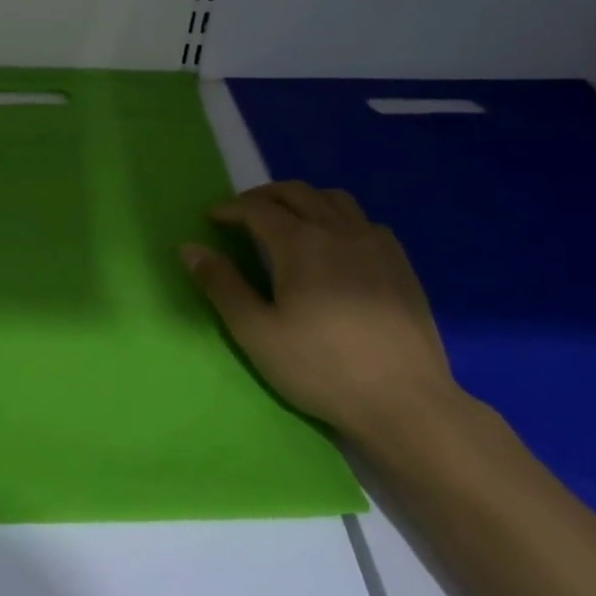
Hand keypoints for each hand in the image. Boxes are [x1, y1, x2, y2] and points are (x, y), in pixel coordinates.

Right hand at [182, 181, 459, 444]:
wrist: (405, 403)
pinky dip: (338, 218)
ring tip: (287, 219)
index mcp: (301, 243)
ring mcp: (375, 244)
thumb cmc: (321, 369)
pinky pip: (364, 221)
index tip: (211, 218)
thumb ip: (222, 286)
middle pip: (296, 193)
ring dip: (303, 200)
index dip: (230, 208)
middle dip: (263, 196)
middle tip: (242, 213)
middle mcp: (339, 231)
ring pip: (334, 199)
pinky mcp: (400, 264)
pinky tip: (335, 244)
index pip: (257, 209)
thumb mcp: (256, 333)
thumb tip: (189, 248)